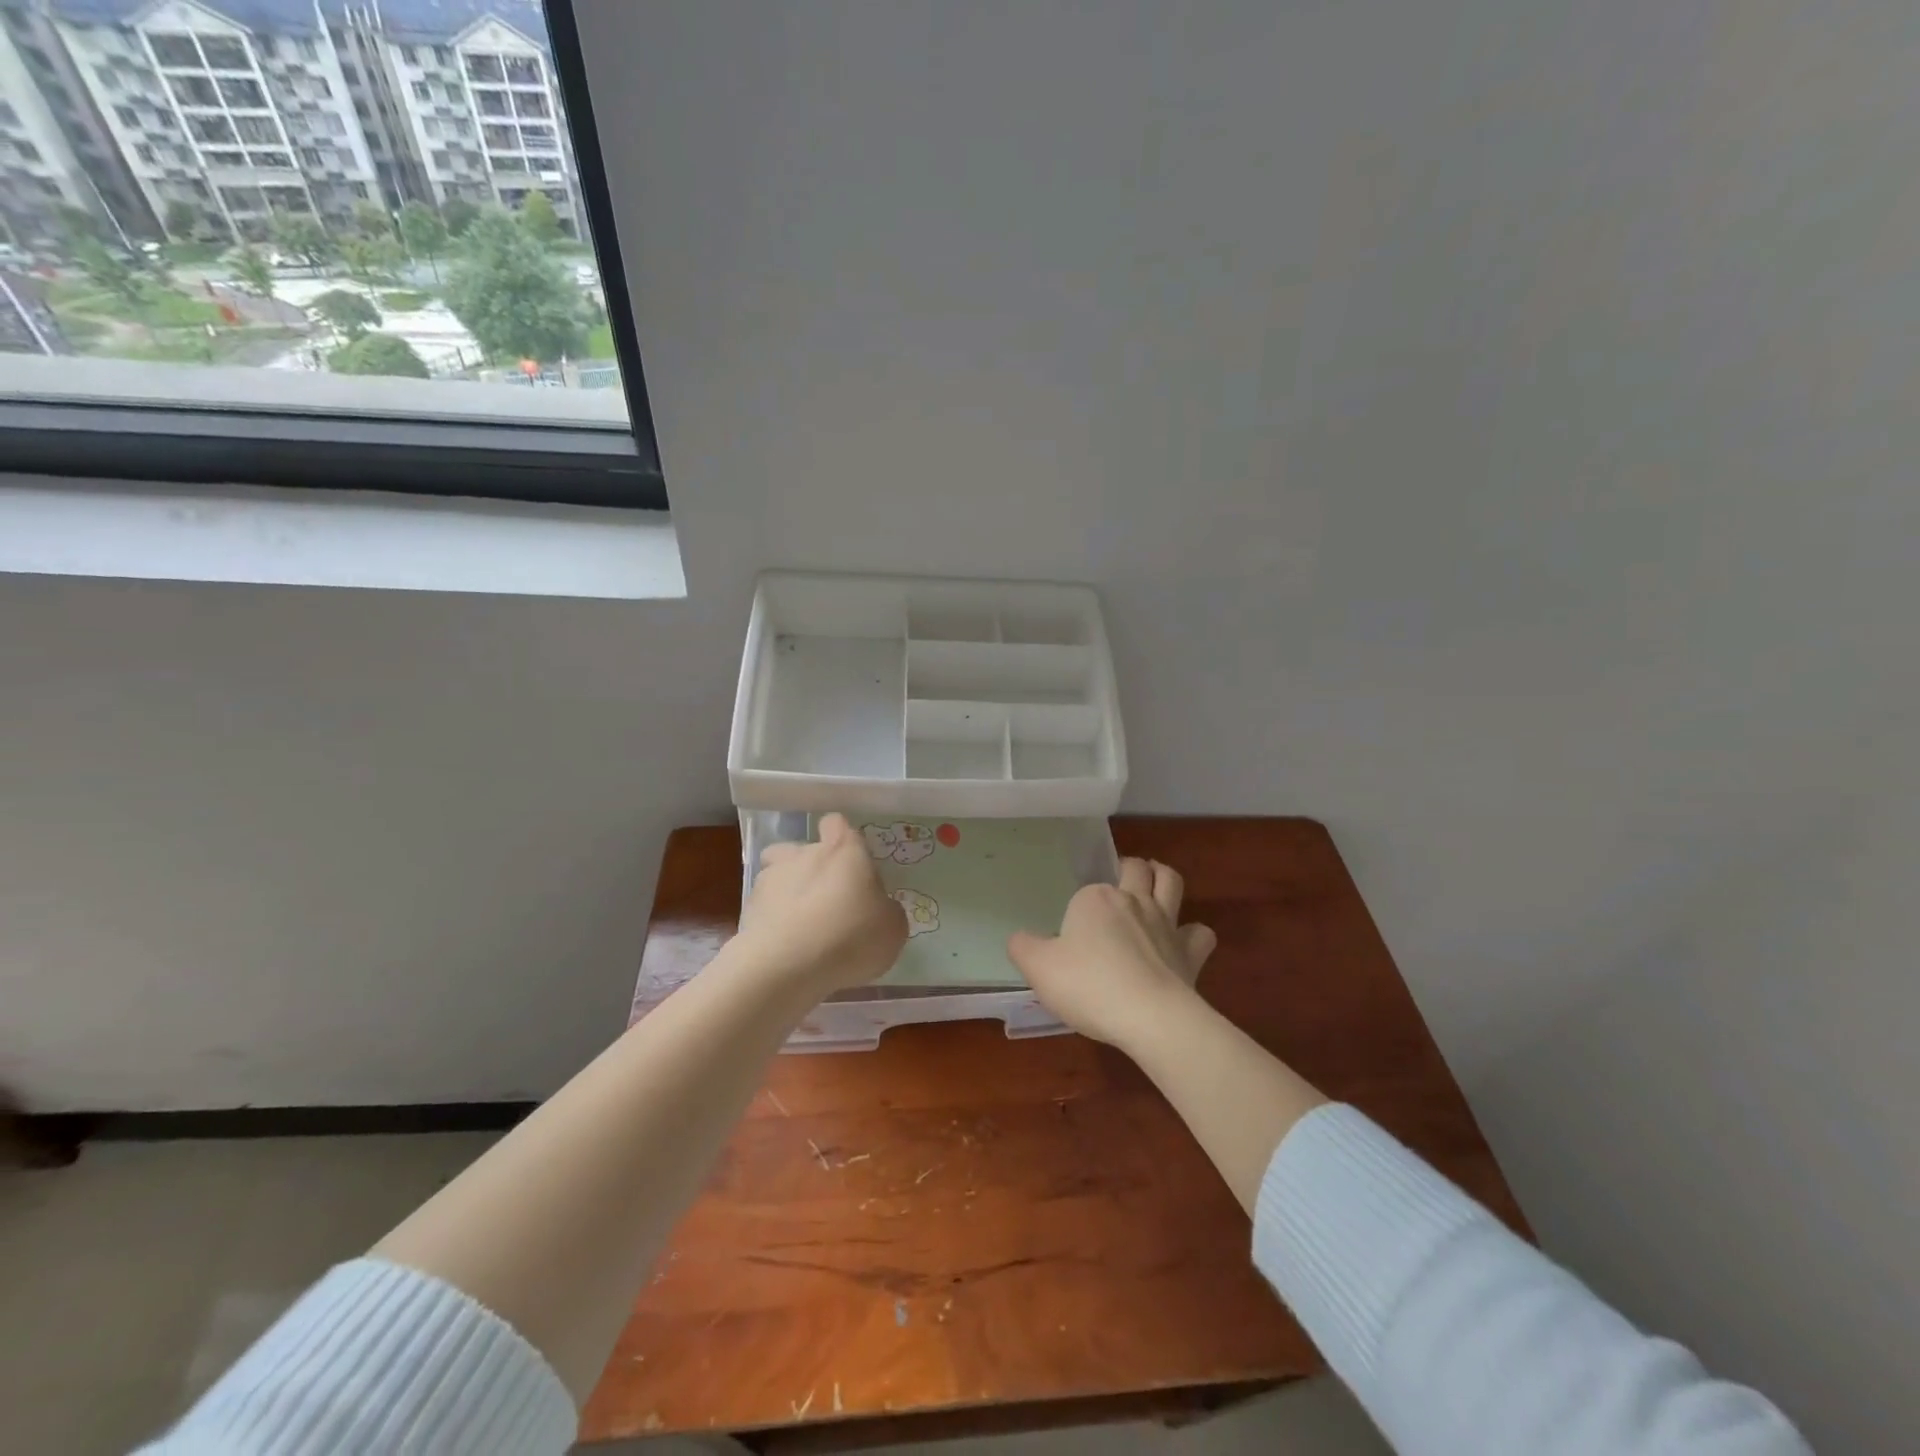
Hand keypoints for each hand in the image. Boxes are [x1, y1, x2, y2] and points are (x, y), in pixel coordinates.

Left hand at [735, 813, 907, 996]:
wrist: (787, 966)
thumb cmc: (851, 936)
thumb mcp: (892, 928)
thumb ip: (886, 910)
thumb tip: (877, 908)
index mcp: (843, 850)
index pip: (837, 824)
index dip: (843, 840)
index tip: (852, 864)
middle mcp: (804, 853)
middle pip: (801, 849)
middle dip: (811, 868)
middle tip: (826, 900)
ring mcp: (770, 879)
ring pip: (777, 874)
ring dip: (787, 892)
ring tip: (800, 925)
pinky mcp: (748, 909)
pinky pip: (764, 908)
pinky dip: (772, 921)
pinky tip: (785, 947)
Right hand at [1007, 857, 1216, 1050]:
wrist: (1149, 1017)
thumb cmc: (1088, 986)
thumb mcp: (1038, 968)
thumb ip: (1023, 947)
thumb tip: (1019, 938)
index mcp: (1094, 899)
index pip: (1085, 892)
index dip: (1079, 910)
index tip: (1071, 935)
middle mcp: (1132, 901)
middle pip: (1135, 869)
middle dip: (1129, 867)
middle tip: (1121, 877)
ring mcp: (1166, 924)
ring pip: (1171, 882)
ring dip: (1163, 877)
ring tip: (1154, 882)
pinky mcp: (1190, 952)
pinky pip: (1200, 932)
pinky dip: (1193, 932)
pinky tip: (1183, 942)